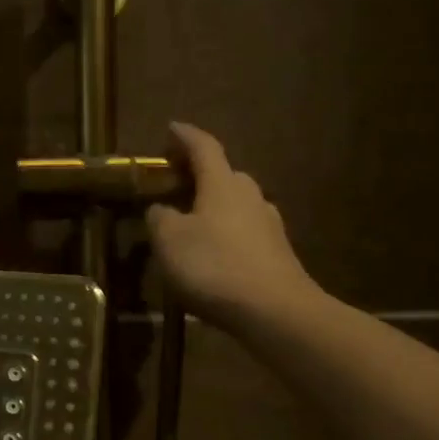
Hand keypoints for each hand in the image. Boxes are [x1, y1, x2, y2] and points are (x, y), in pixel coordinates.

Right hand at [146, 122, 317, 329]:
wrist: (275, 311)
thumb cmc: (215, 267)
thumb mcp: (170, 242)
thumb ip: (160, 219)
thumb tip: (161, 208)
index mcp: (223, 183)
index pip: (204, 147)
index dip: (185, 136)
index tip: (171, 129)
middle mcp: (250, 195)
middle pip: (223, 175)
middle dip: (200, 176)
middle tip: (176, 185)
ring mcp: (269, 224)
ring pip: (236, 206)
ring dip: (214, 208)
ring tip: (193, 224)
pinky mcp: (278, 253)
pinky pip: (246, 233)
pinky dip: (227, 235)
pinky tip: (216, 256)